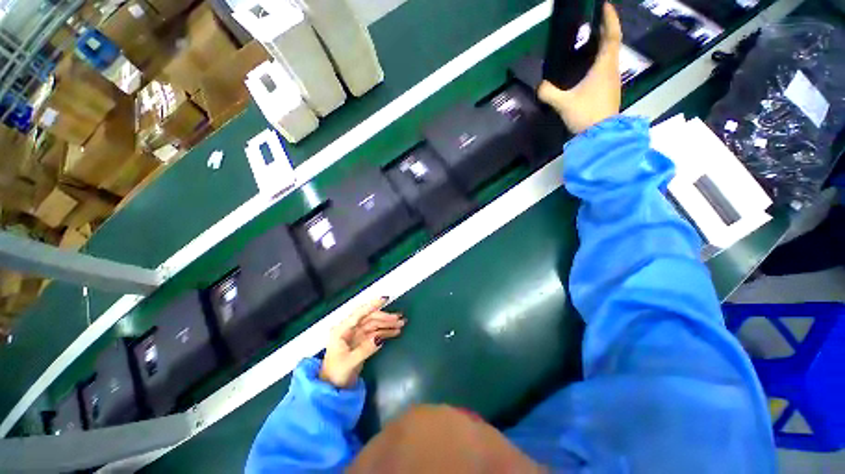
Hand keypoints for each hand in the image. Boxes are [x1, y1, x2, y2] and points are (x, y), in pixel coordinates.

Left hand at [319, 297, 405, 388]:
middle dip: (385, 317)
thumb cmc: (335, 374)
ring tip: (401, 324)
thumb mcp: (349, 362)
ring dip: (387, 324)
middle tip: (399, 318)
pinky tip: (394, 332)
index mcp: (342, 331)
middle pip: (369, 319)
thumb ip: (365, 349)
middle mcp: (350, 330)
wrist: (332, 388)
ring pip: (374, 325)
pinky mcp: (362, 342)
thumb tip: (380, 337)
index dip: (372, 305)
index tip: (384, 299)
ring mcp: (356, 335)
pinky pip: (376, 333)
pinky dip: (385, 332)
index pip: (359, 314)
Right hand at [538, 2, 622, 133]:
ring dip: (604, 44)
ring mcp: (612, 80)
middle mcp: (611, 69)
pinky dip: (601, 60)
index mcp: (604, 66)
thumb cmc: (586, 114)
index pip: (611, 36)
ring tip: (591, 41)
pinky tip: (590, 66)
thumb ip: (549, 93)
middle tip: (594, 21)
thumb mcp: (564, 103)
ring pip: (611, 56)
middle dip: (606, 29)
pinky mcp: (609, 90)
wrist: (600, 135)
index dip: (609, 19)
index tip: (604, 6)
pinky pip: (606, 68)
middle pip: (612, 43)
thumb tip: (539, 86)